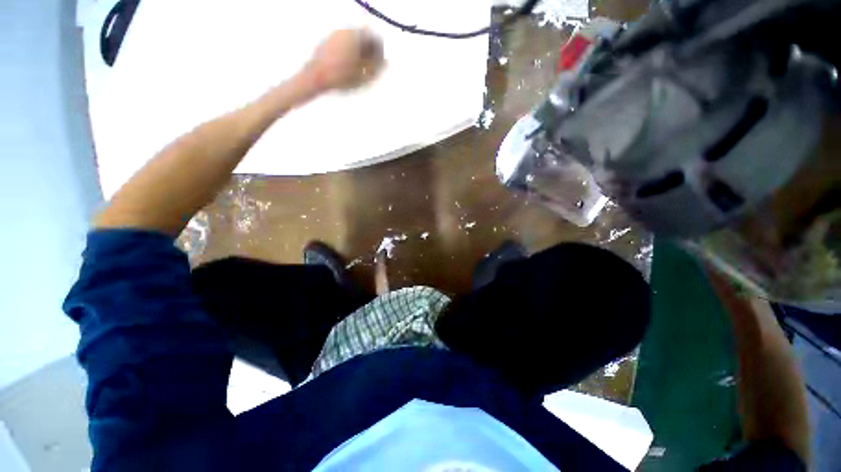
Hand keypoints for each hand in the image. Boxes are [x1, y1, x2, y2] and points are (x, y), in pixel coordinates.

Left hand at [303, 29, 384, 91]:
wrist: (315, 77)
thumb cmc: (342, 77)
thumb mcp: (364, 76)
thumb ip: (377, 67)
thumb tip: (387, 62)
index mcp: (356, 36)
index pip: (375, 38)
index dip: (380, 52)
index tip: (379, 66)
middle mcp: (345, 31)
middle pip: (364, 39)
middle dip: (370, 53)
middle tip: (370, 70)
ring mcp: (335, 36)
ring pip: (354, 42)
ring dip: (360, 54)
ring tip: (360, 72)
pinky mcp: (327, 43)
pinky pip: (344, 46)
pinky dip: (350, 55)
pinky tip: (348, 69)